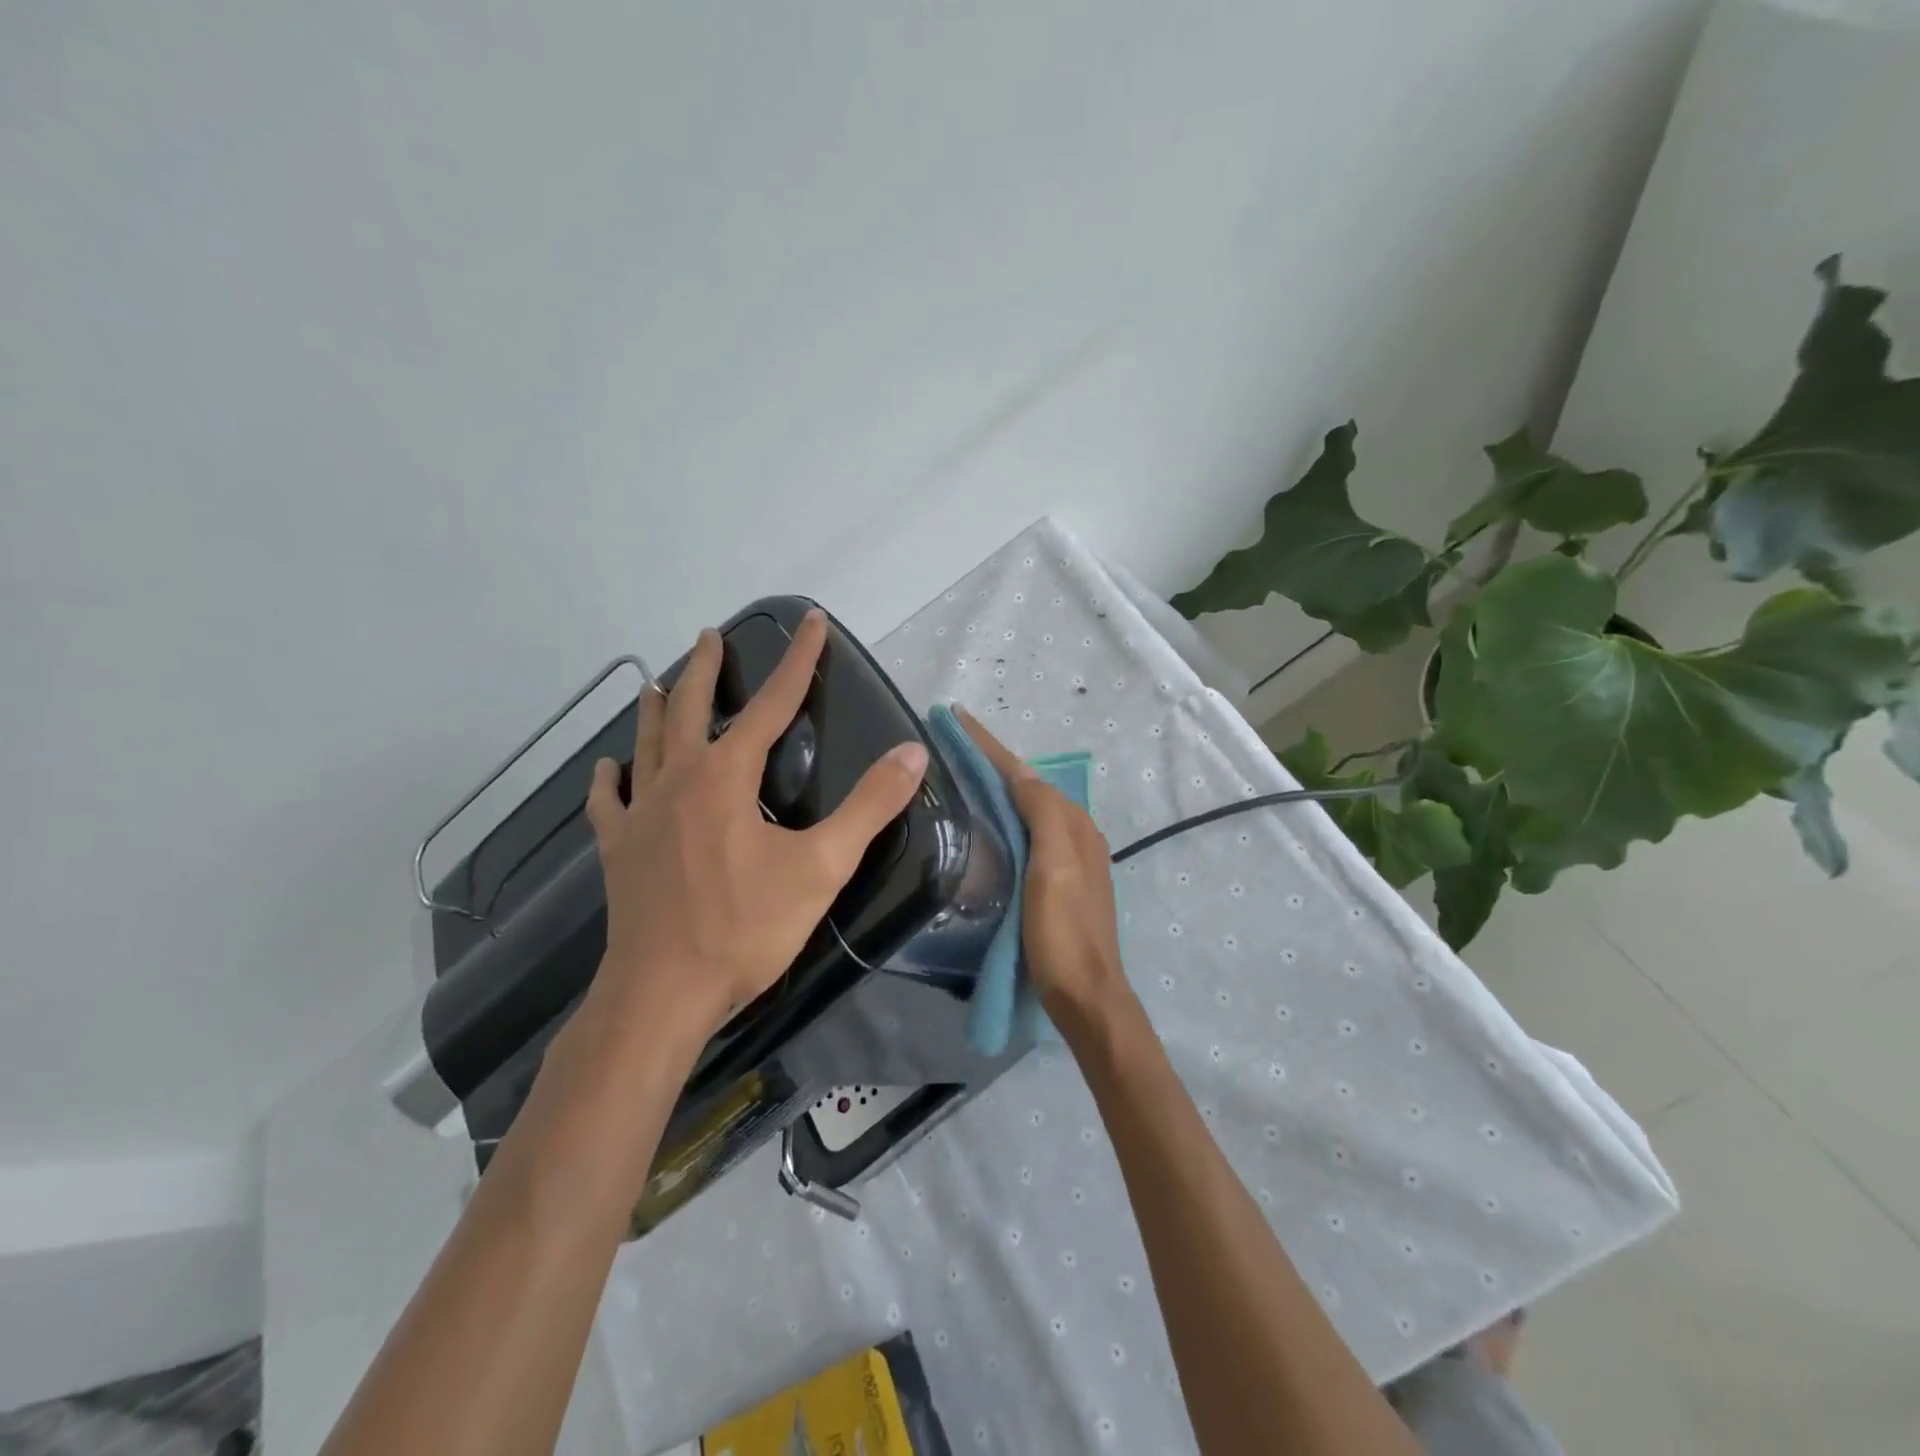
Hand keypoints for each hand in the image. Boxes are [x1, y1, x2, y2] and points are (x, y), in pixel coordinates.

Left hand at [583, 610, 929, 1044]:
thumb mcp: (823, 866)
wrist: (662, 993)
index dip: (798, 660)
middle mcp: (679, 780)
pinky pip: (610, 802)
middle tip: (710, 637)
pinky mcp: (618, 849)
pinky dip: (610, 780)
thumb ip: (869, 806)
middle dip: (707, 670)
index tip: (811, 620)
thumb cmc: (746, 928)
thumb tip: (912, 752)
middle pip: (693, 709)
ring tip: (659, 683)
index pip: (774, 703)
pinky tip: (608, 769)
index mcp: (727, 776)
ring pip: (647, 744)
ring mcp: (641, 814)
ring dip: (657, 710)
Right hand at [958, 706, 1129, 1021]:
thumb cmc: (1064, 932)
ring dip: (998, 784)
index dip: (990, 746)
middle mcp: (1074, 832)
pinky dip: (1005, 814)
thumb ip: (1043, 815)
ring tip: (962, 772)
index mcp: (1071, 824)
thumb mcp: (1053, 868)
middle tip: (952, 743)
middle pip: (1027, 785)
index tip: (956, 718)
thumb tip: (1023, 775)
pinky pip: (1028, 831)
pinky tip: (986, 821)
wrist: (1086, 994)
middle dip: (992, 760)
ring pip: (1027, 807)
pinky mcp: (1057, 881)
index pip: (1024, 774)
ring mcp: (1068, 858)